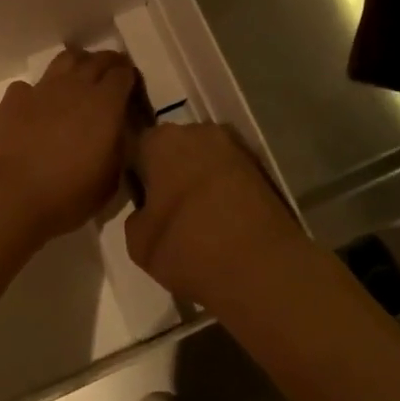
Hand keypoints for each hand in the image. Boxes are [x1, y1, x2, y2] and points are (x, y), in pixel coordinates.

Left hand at [0, 48, 137, 243]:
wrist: (9, 195)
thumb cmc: (67, 195)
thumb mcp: (110, 180)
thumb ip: (118, 148)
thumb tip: (118, 133)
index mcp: (105, 104)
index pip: (123, 74)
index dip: (129, 76)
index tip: (131, 86)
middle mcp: (76, 87)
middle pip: (97, 60)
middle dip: (109, 63)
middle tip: (112, 73)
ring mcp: (43, 88)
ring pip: (66, 59)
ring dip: (78, 63)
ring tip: (80, 77)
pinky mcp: (15, 97)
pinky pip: (33, 84)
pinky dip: (41, 90)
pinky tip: (41, 105)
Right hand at [126, 123, 302, 306]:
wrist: (262, 268)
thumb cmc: (188, 248)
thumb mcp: (138, 242)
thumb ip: (136, 215)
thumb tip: (149, 209)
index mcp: (162, 141)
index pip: (138, 146)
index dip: (137, 173)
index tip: (140, 199)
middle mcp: (198, 131)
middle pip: (175, 147)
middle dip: (170, 170)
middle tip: (167, 207)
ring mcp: (235, 146)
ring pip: (205, 158)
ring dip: (199, 178)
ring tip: (199, 216)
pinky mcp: (262, 166)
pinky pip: (231, 173)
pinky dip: (225, 189)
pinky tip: (224, 219)